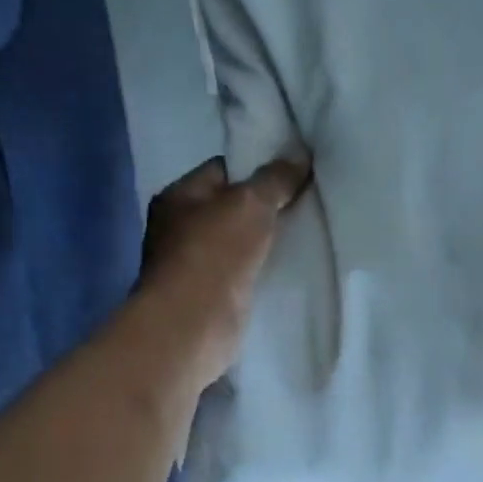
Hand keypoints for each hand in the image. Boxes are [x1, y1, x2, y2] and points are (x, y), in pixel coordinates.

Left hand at [133, 155, 310, 390]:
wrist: (193, 325)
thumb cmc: (214, 254)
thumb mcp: (250, 204)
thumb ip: (275, 179)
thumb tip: (300, 156)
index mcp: (178, 196)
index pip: (222, 170)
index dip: (257, 168)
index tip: (292, 173)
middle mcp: (178, 227)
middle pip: (230, 207)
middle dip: (265, 207)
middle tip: (304, 203)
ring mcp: (192, 264)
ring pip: (238, 242)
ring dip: (264, 241)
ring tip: (303, 233)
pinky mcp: (209, 295)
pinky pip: (241, 272)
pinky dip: (261, 269)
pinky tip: (287, 267)